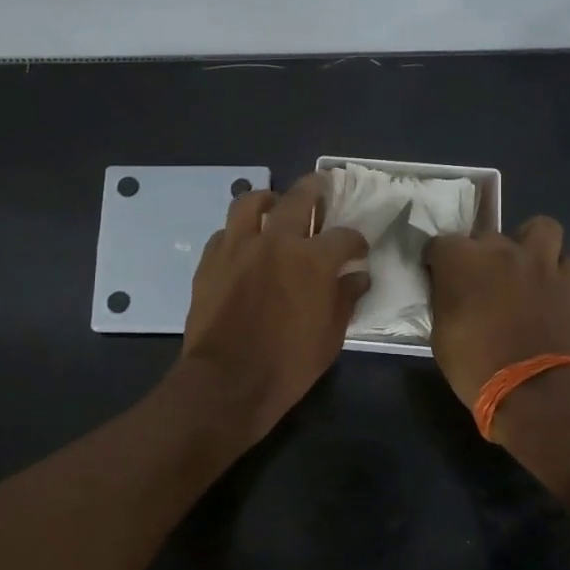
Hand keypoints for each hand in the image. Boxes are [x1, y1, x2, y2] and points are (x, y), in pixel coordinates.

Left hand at [180, 175, 370, 439]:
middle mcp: (276, 240)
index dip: (356, 241)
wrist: (227, 381)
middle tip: (322, 187)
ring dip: (267, 199)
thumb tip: (357, 276)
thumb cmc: (287, 364)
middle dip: (315, 189)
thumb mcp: (330, 336)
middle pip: (298, 197)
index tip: (358, 249)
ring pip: (251, 201)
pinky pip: (225, 231)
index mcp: (312, 259)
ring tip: (274, 205)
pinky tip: (244, 243)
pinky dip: (238, 231)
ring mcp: (238, 246)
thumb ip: (345, 298)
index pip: (344, 236)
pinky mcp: (210, 259)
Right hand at [425, 216, 569, 406]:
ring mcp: (539, 262)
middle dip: (479, 254)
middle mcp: (499, 249)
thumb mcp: (440, 334)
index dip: (437, 262)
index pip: (439, 244)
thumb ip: (445, 301)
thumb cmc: (474, 365)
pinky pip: (566, 263)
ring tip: (523, 265)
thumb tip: (450, 293)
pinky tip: (549, 289)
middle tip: (479, 281)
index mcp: (460, 259)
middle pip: (485, 235)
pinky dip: (558, 272)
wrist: (534, 390)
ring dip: (529, 242)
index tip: (438, 278)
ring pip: (540, 228)